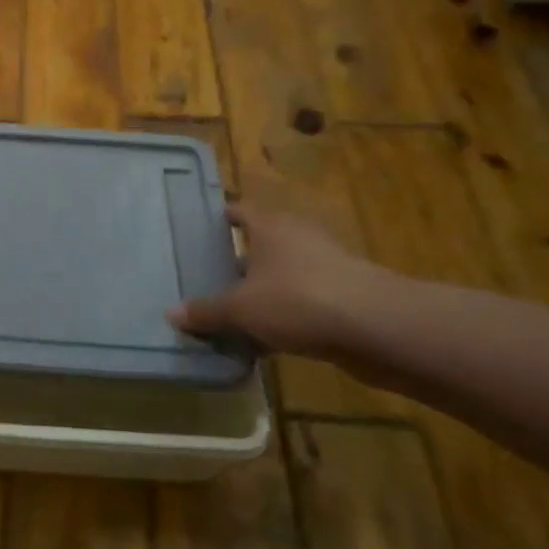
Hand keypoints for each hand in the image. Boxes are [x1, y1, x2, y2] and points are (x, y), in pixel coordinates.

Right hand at [168, 206, 386, 356]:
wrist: (378, 328)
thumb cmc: (298, 299)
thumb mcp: (241, 308)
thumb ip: (206, 311)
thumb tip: (170, 313)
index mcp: (271, 226)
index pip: (239, 210)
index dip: (219, 218)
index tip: (198, 229)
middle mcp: (298, 237)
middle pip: (261, 243)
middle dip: (237, 260)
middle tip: (207, 276)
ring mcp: (325, 266)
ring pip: (282, 274)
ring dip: (262, 290)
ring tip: (232, 311)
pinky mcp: (344, 296)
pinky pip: (302, 301)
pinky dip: (285, 314)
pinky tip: (266, 338)